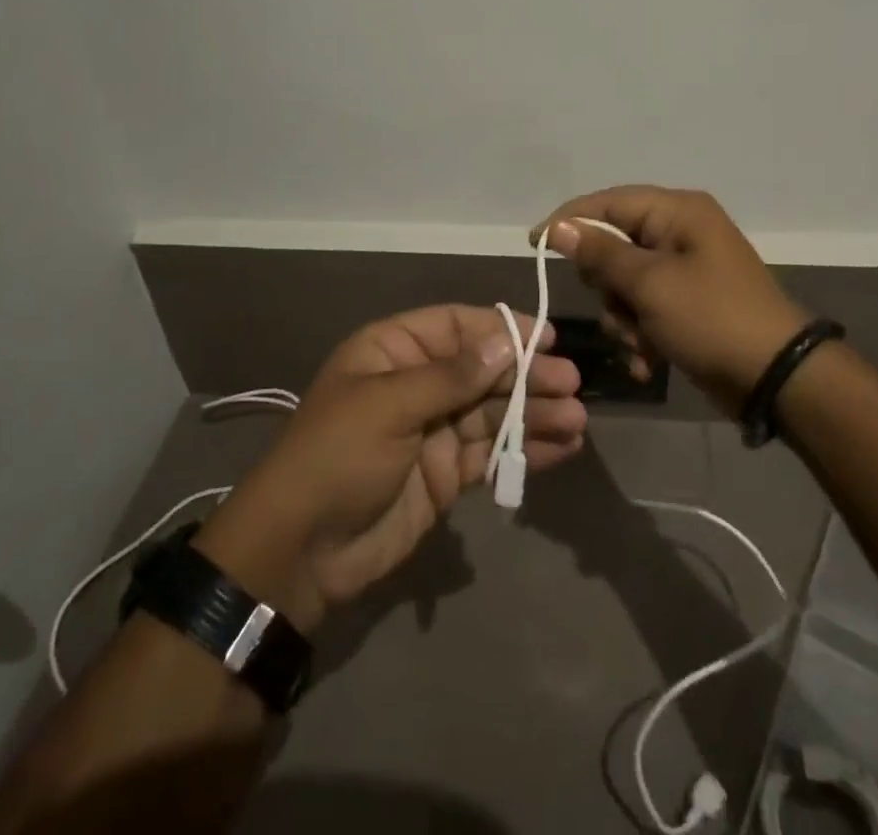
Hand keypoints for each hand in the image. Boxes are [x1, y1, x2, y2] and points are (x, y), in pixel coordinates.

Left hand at [193, 306, 585, 634]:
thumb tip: (504, 343)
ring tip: (576, 419)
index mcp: (392, 351)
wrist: (301, 552)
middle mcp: (417, 384)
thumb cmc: (336, 458)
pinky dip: (525, 449)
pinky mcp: (446, 474)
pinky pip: (492, 452)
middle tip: (570, 383)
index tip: (546, 338)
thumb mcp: (388, 406)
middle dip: (526, 374)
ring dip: (534, 413)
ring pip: (493, 411)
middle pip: (482, 369)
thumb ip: (451, 377)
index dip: (501, 329)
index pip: (456, 326)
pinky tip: (562, 448)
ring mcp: (433, 430)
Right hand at [534, 186, 810, 416]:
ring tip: (640, 342)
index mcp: (677, 212)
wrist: (777, 378)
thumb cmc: (711, 318)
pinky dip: (641, 333)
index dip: (569, 221)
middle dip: (608, 286)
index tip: (533, 244)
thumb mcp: (649, 284)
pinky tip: (649, 359)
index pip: (607, 202)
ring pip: (625, 283)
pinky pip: (645, 307)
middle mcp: (680, 232)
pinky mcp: (688, 303)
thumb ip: (599, 253)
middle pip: (613, 246)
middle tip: (617, 308)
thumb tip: (557, 228)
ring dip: (624, 317)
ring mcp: (685, 269)